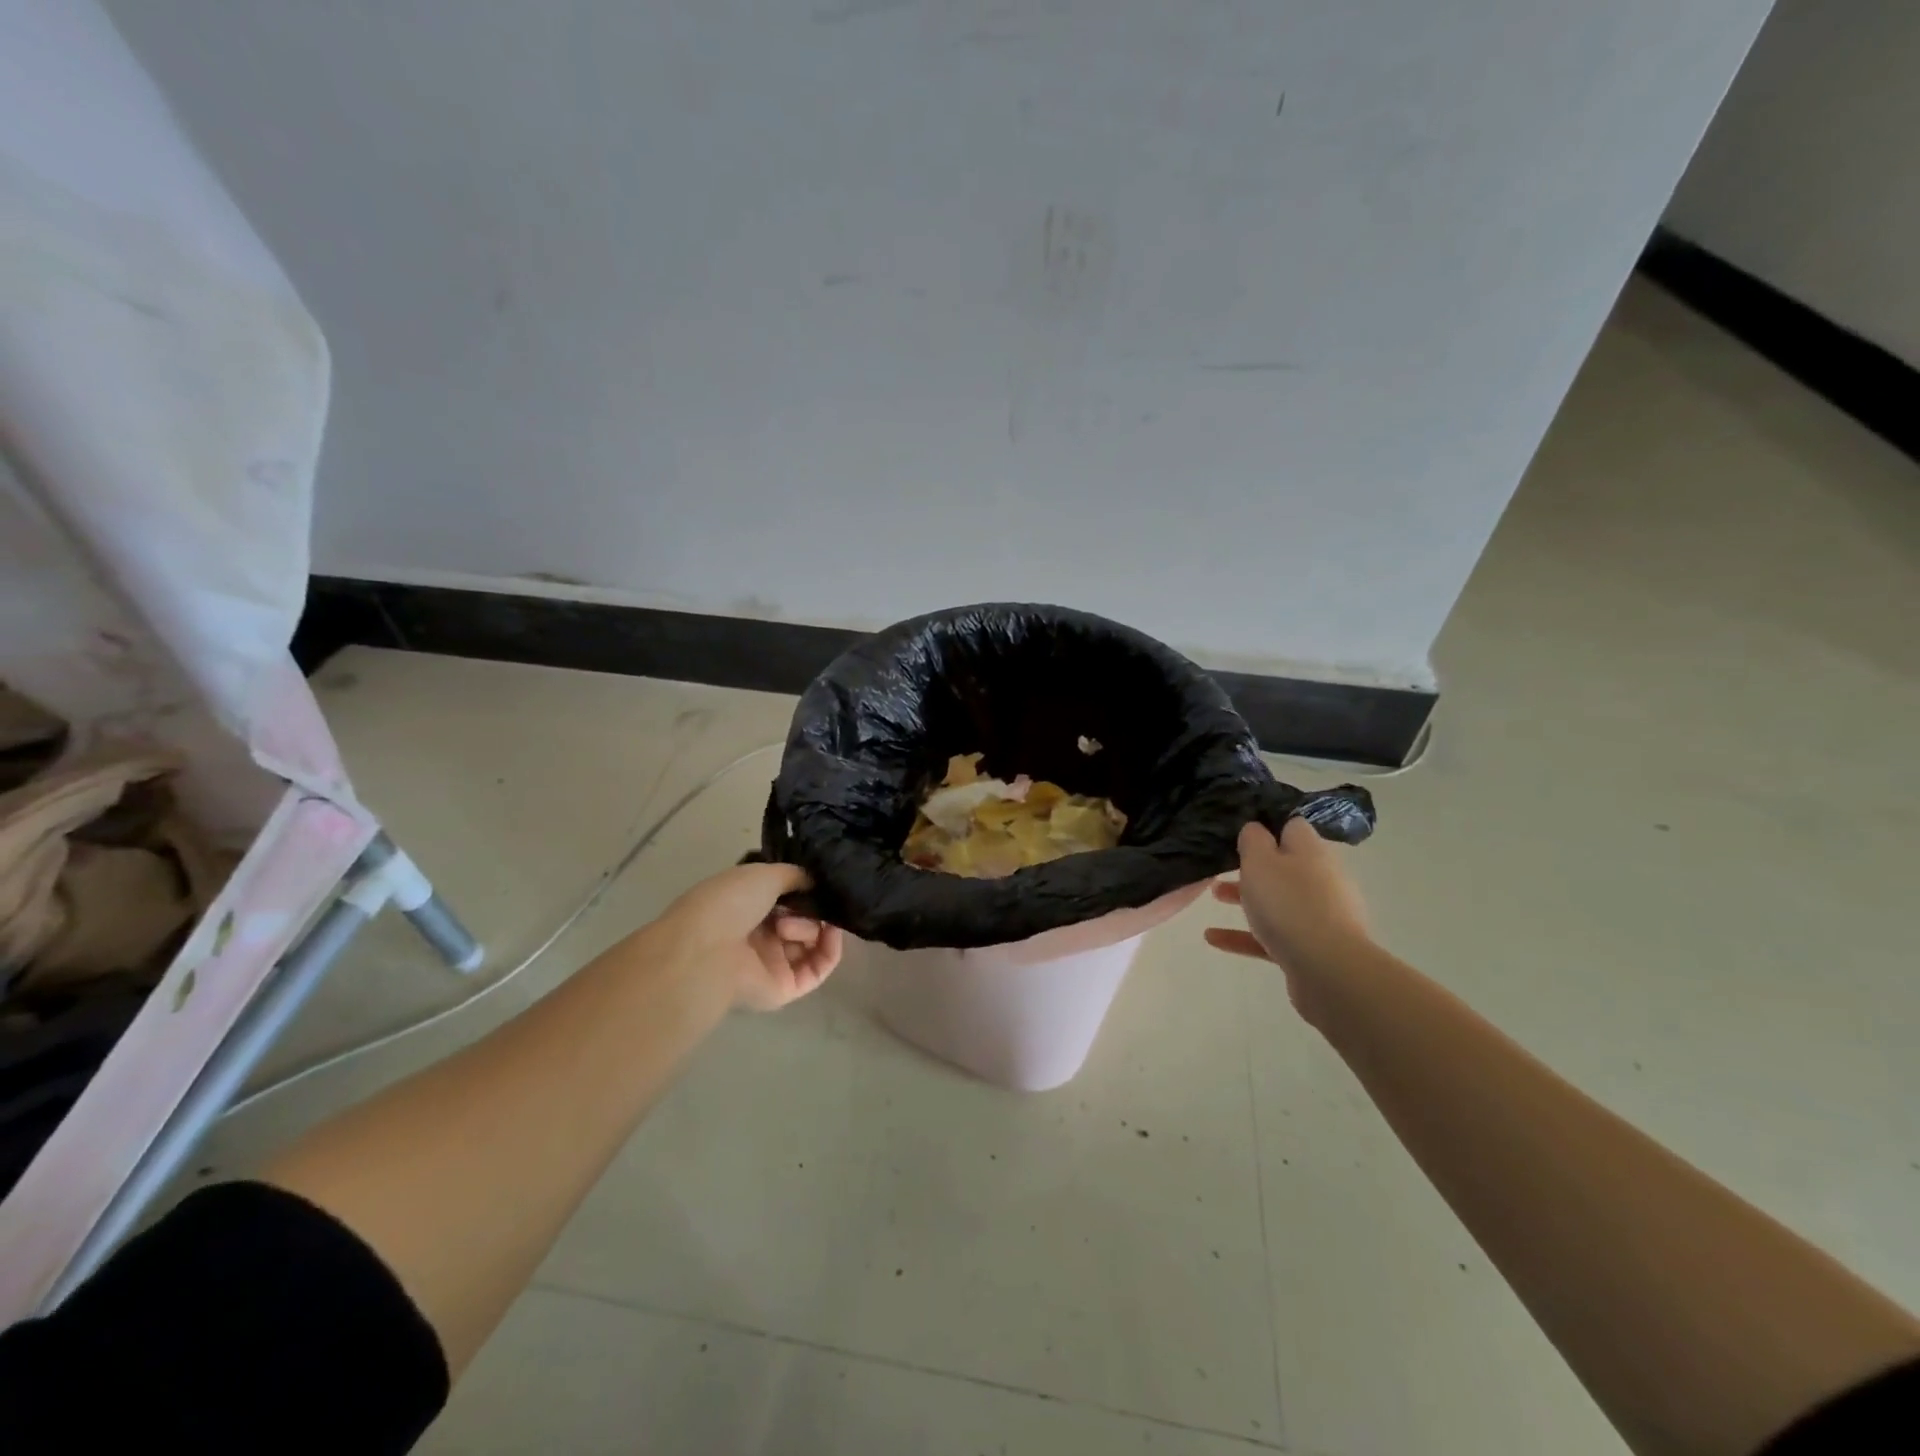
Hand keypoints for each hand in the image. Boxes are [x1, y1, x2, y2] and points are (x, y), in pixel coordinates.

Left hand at [654, 862, 843, 1011]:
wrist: (707, 949)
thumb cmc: (729, 903)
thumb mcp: (765, 873)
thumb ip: (795, 875)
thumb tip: (815, 882)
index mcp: (747, 908)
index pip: (786, 899)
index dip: (804, 888)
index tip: (817, 881)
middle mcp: (759, 936)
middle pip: (802, 919)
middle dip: (809, 906)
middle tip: (800, 903)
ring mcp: (772, 964)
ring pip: (811, 942)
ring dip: (811, 925)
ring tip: (786, 926)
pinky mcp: (784, 989)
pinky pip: (818, 969)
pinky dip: (830, 949)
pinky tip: (831, 932)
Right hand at [1205, 818, 1369, 1020]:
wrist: (1328, 970)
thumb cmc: (1289, 904)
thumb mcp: (1260, 861)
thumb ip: (1253, 839)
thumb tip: (1255, 828)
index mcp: (1312, 851)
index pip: (1292, 827)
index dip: (1266, 826)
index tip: (1239, 833)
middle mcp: (1322, 879)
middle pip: (1285, 866)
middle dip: (1253, 867)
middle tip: (1222, 867)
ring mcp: (1321, 915)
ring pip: (1279, 901)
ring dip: (1247, 898)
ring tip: (1214, 897)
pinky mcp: (1313, 948)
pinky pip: (1274, 936)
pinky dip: (1245, 935)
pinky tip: (1213, 939)